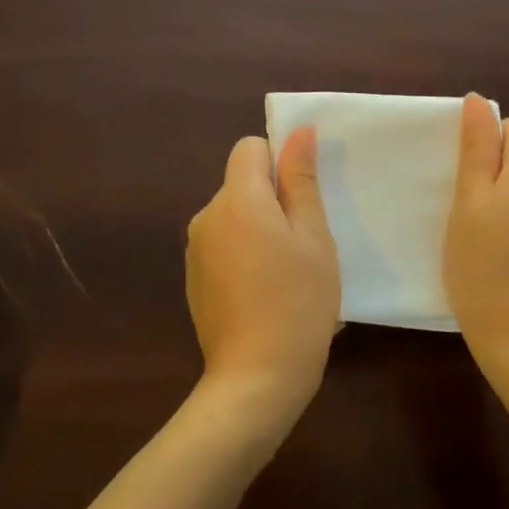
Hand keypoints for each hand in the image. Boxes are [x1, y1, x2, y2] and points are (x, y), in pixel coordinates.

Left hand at [186, 128, 340, 417]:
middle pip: (242, 184)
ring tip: (290, 273)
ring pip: (235, 217)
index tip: (303, 199)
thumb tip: (298, 131)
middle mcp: (206, 217)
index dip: (278, 162)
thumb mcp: (313, 237)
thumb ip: (301, 179)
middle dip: (273, 200)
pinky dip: (246, 256)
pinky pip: (225, 246)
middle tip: (306, 243)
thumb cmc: (298, 301)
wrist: (256, 378)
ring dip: (261, 230)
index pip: (249, 148)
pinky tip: (268, 294)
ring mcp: (196, 250)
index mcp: (236, 200)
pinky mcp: (194, 279)